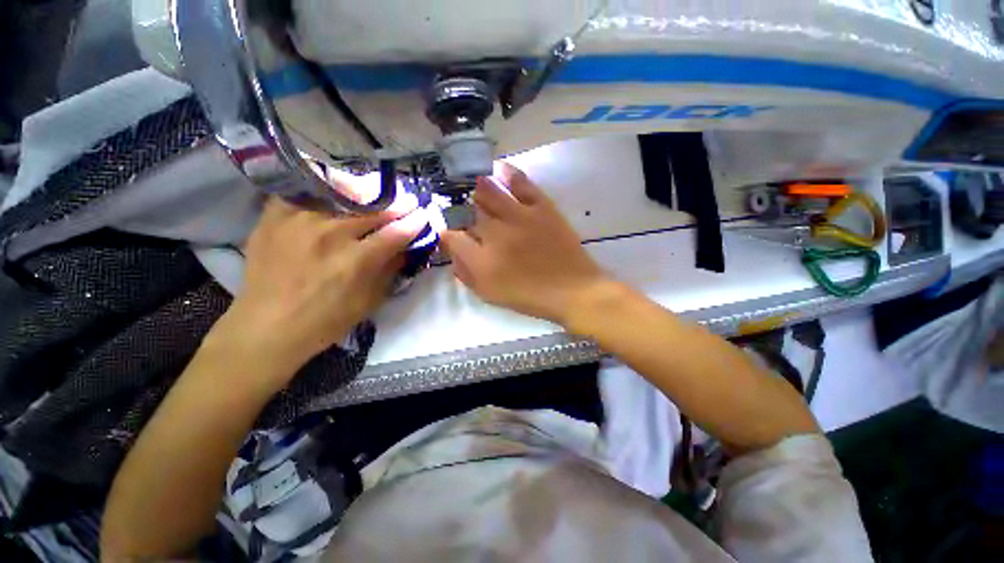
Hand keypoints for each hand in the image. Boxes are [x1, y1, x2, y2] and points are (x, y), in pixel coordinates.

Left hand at [219, 193, 426, 376]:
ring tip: (376, 194)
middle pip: (374, 210)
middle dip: (397, 205)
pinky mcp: (274, 217)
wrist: (266, 327)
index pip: (396, 232)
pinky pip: (306, 192)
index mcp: (356, 260)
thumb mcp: (370, 301)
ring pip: (343, 196)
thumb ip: (390, 270)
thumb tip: (406, 248)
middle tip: (408, 201)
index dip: (414, 222)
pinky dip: (324, 192)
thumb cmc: (325, 321)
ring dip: (366, 195)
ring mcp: (299, 221)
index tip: (423, 215)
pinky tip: (334, 194)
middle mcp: (330, 235)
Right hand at [441, 162, 609, 327]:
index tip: (448, 231)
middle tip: (460, 208)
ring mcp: (519, 217)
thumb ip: (467, 274)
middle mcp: (496, 234)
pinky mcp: (541, 207)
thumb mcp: (491, 294)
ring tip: (472, 183)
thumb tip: (452, 253)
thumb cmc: (529, 296)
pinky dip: (508, 173)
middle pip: (469, 212)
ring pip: (489, 192)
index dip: (446, 232)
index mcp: (482, 260)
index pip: (452, 236)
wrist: (572, 290)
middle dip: (460, 209)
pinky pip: (521, 183)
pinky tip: (498, 168)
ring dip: (476, 188)